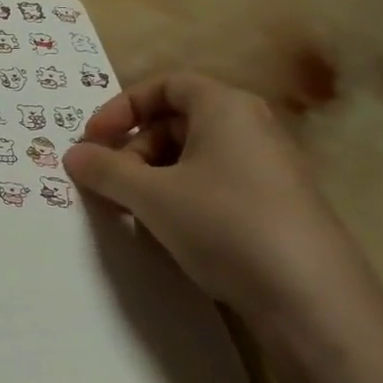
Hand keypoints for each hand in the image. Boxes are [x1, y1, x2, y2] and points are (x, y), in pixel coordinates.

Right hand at [62, 72, 372, 320]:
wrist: (309, 296)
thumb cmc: (223, 223)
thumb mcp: (151, 195)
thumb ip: (105, 170)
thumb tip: (73, 154)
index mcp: (226, 108)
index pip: (166, 85)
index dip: (122, 107)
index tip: (93, 139)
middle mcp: (251, 128)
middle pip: (177, 122)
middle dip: (133, 149)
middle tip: (108, 183)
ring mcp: (266, 169)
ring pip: (193, 158)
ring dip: (152, 178)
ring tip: (132, 212)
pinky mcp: (272, 206)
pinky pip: (213, 186)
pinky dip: (180, 198)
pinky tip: (168, 232)